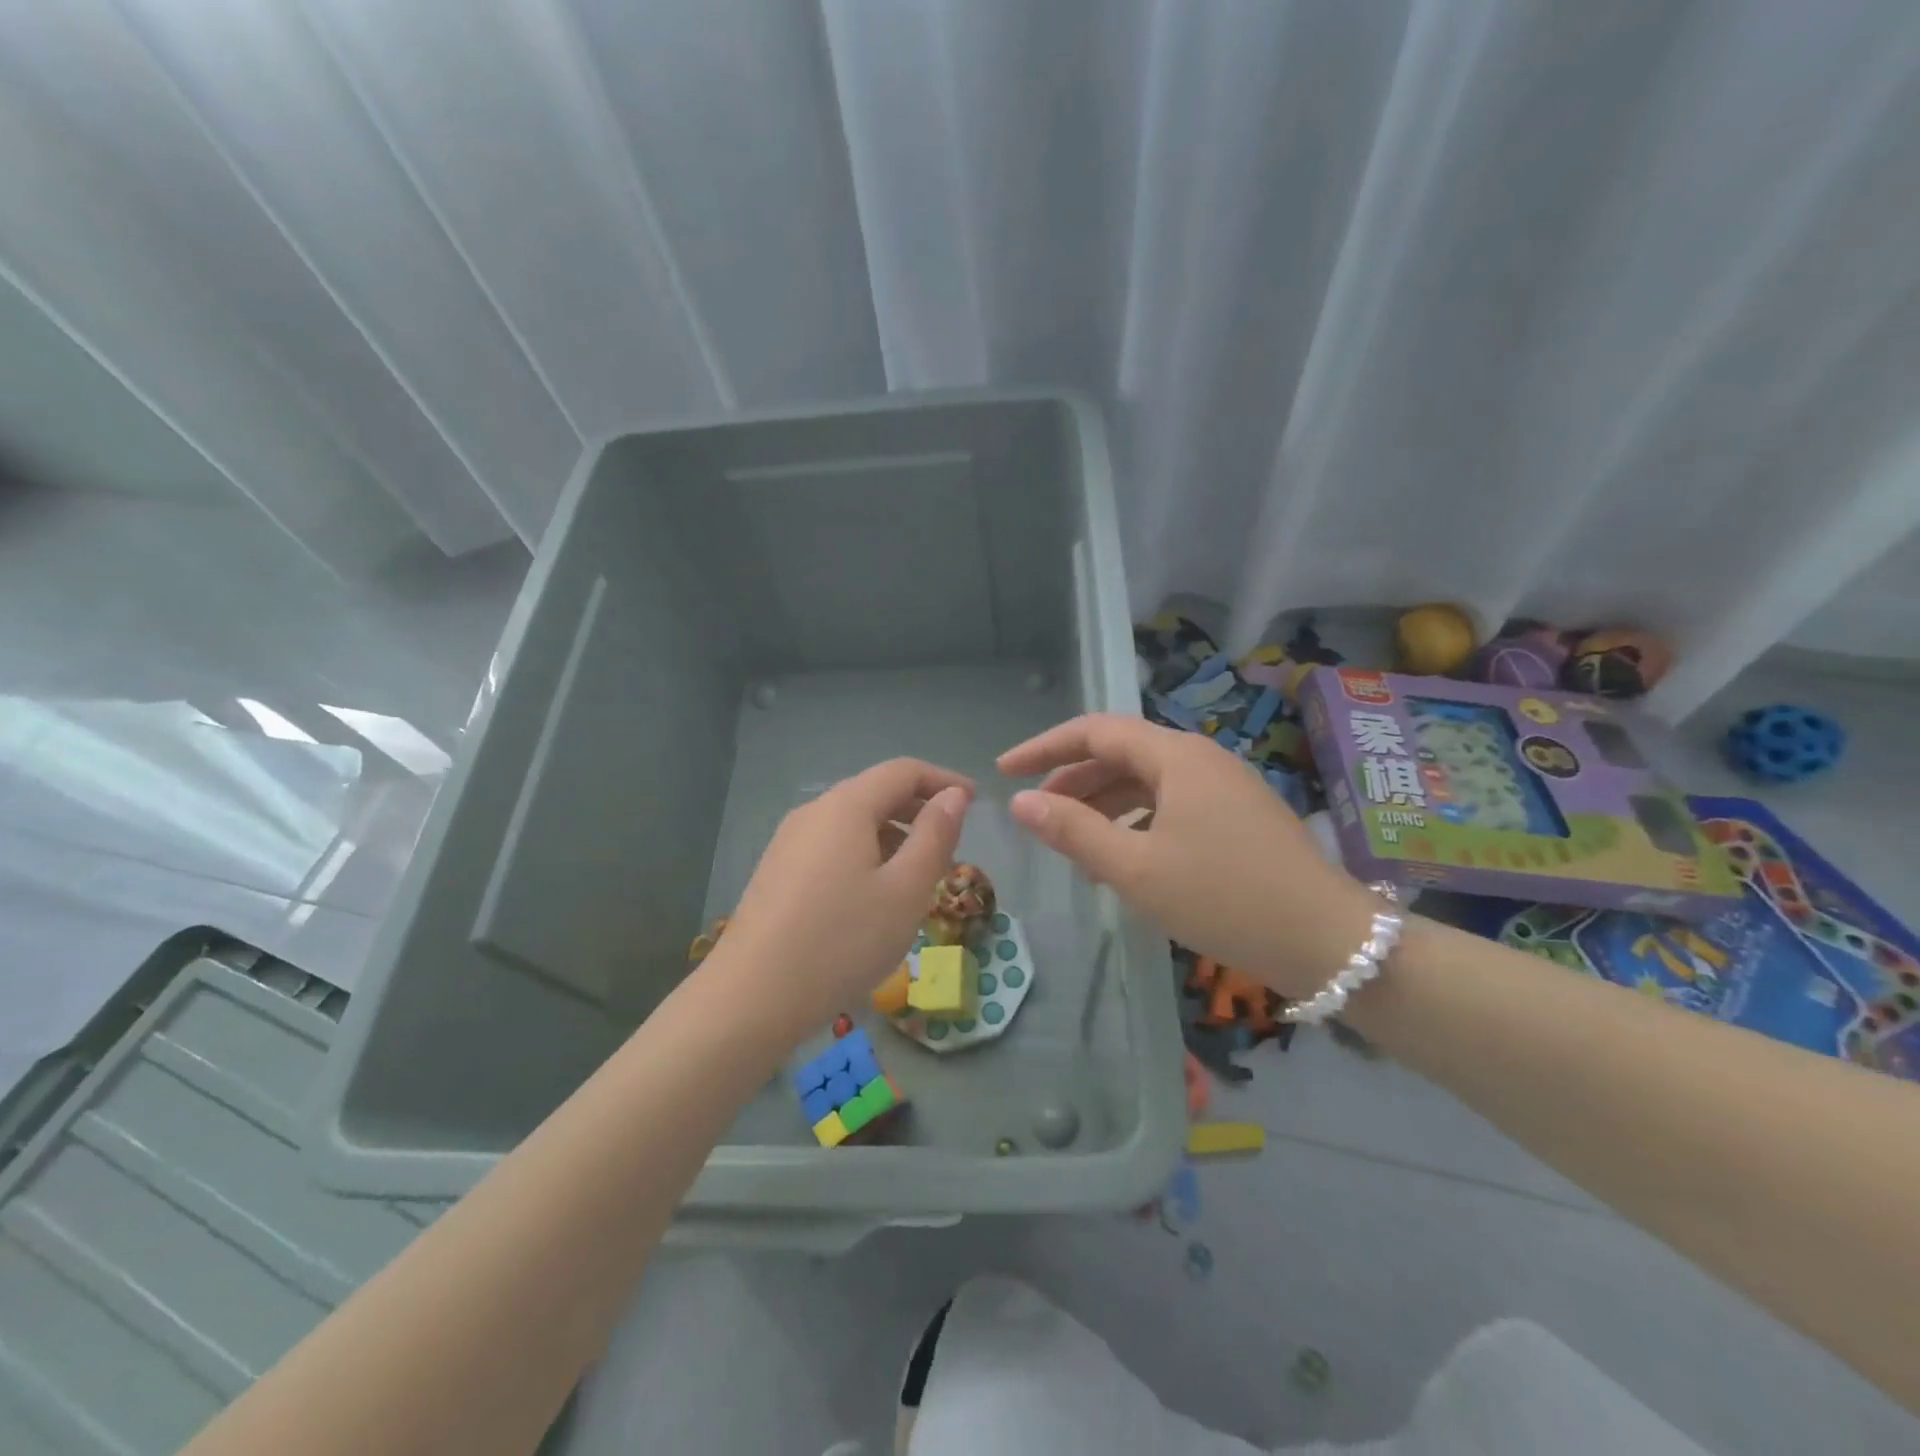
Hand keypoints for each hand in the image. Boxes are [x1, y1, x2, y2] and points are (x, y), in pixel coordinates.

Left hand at [711, 759, 972, 1030]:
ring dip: (893, 836)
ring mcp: (789, 842)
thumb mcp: (906, 890)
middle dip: (919, 810)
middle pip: (875, 793)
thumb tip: (954, 795)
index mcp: (846, 806)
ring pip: (853, 823)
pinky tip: (874, 897)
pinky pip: (832, 847)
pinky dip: (865, 855)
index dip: (943, 780)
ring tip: (918, 877)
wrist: (751, 998)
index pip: (903, 771)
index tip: (975, 802)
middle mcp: (813, 812)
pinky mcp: (777, 872)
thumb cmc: (842, 941)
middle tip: (952, 844)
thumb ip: (935, 836)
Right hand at [998, 714, 1376, 999]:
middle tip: (1036, 814)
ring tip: (1075, 848)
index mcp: (1176, 756)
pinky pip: (1171, 805)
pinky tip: (1124, 860)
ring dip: (1104, 806)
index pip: (1095, 731)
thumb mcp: (1137, 868)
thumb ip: (1074, 830)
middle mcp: (1200, 758)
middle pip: (1120, 754)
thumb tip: (1021, 803)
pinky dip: (1137, 823)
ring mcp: (1224, 786)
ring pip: (1146, 782)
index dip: (1044, 747)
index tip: (1004, 771)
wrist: (1327, 940)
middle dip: (1072, 780)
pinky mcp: (1237, 816)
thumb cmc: (1224, 897)